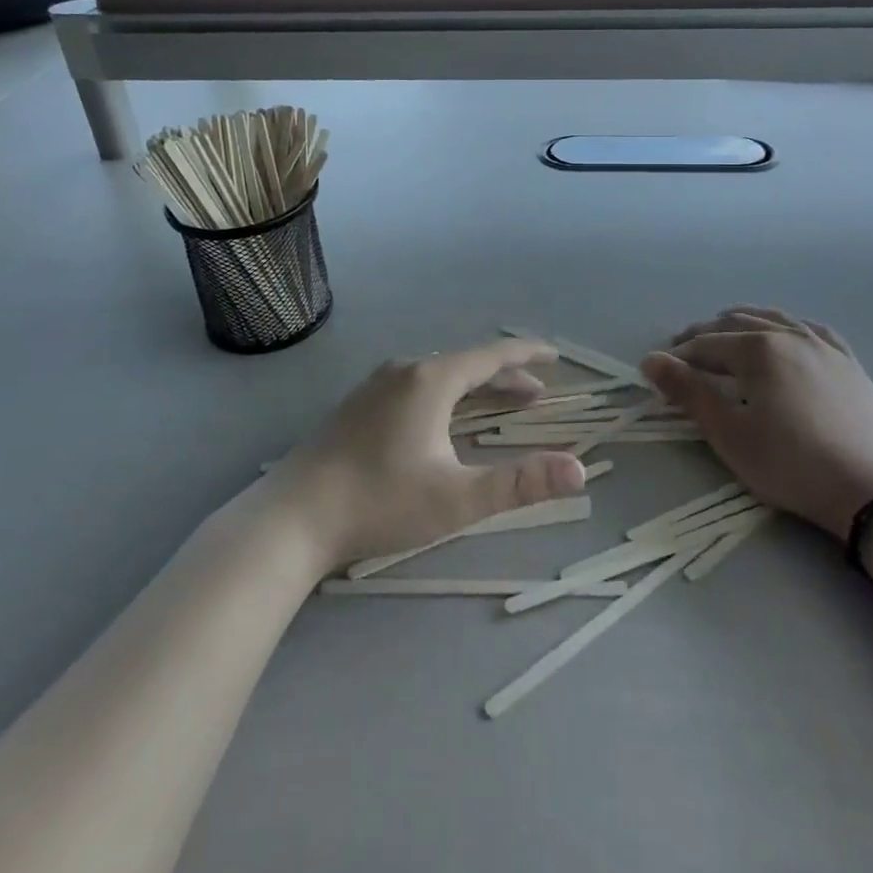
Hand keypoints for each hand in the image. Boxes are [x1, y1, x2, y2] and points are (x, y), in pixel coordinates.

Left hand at [275, 338, 587, 570]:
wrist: (293, 518)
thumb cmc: (380, 502)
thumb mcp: (457, 498)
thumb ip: (520, 483)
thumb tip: (579, 469)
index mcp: (431, 380)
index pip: (491, 356)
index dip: (526, 356)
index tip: (554, 355)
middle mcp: (405, 370)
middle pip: (466, 364)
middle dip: (504, 378)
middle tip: (536, 395)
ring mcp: (376, 385)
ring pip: (439, 374)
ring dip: (474, 387)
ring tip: (498, 405)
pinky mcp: (358, 404)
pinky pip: (416, 385)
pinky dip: (445, 393)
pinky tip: (443, 418)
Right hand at [641, 307, 872, 541]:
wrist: (872, 490)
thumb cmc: (791, 464)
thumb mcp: (729, 433)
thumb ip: (688, 392)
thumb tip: (651, 360)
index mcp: (757, 349)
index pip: (706, 345)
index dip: (678, 356)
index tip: (658, 371)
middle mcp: (788, 335)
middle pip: (736, 324)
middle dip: (705, 334)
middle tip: (683, 349)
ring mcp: (823, 346)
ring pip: (773, 319)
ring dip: (742, 322)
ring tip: (724, 331)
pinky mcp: (848, 362)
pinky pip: (810, 329)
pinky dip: (785, 326)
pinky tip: (783, 333)